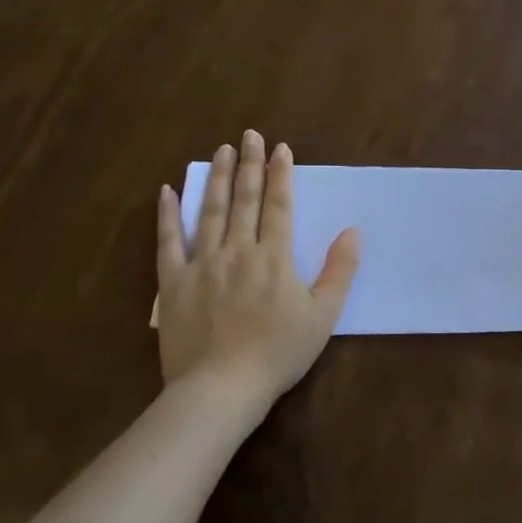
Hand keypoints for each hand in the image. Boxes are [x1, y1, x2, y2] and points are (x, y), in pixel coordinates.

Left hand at [156, 131, 360, 432]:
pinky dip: (168, 215)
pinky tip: (168, 190)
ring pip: (210, 212)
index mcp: (274, 257)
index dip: (281, 175)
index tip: (281, 148)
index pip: (278, 206)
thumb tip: (353, 231)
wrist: (221, 388)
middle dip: (249, 165)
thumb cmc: (278, 353)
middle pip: (244, 200)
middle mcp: (237, 251)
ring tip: (221, 151)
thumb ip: (340, 270)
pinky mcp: (173, 283)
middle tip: (249, 135)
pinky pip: (168, 242)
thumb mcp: (323, 315)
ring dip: (218, 179)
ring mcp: (202, 264)